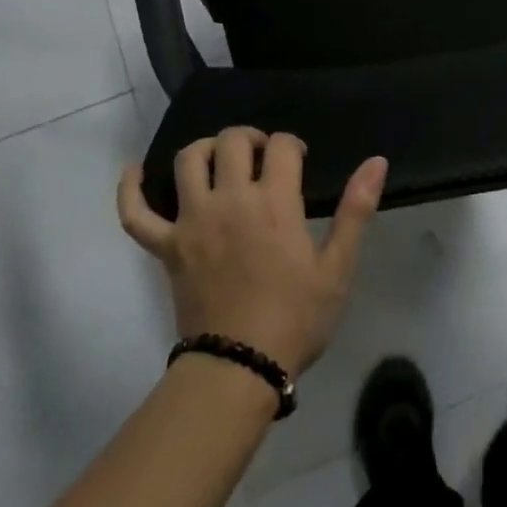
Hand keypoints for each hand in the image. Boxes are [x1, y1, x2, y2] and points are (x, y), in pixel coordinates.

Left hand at [118, 127, 388, 378]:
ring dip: (205, 149)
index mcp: (273, 202)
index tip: (299, 161)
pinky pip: (136, 213)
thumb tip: (376, 161)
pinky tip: (134, 172)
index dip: (292, 145)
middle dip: (251, 138)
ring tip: (219, 159)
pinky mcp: (165, 247)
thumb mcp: (337, 267)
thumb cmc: (295, 318)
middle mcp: (229, 200)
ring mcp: (192, 221)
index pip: (281, 146)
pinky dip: (130, 189)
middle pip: (232, 141)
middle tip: (262, 157)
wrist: (240, 368)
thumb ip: (356, 209)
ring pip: (187, 160)